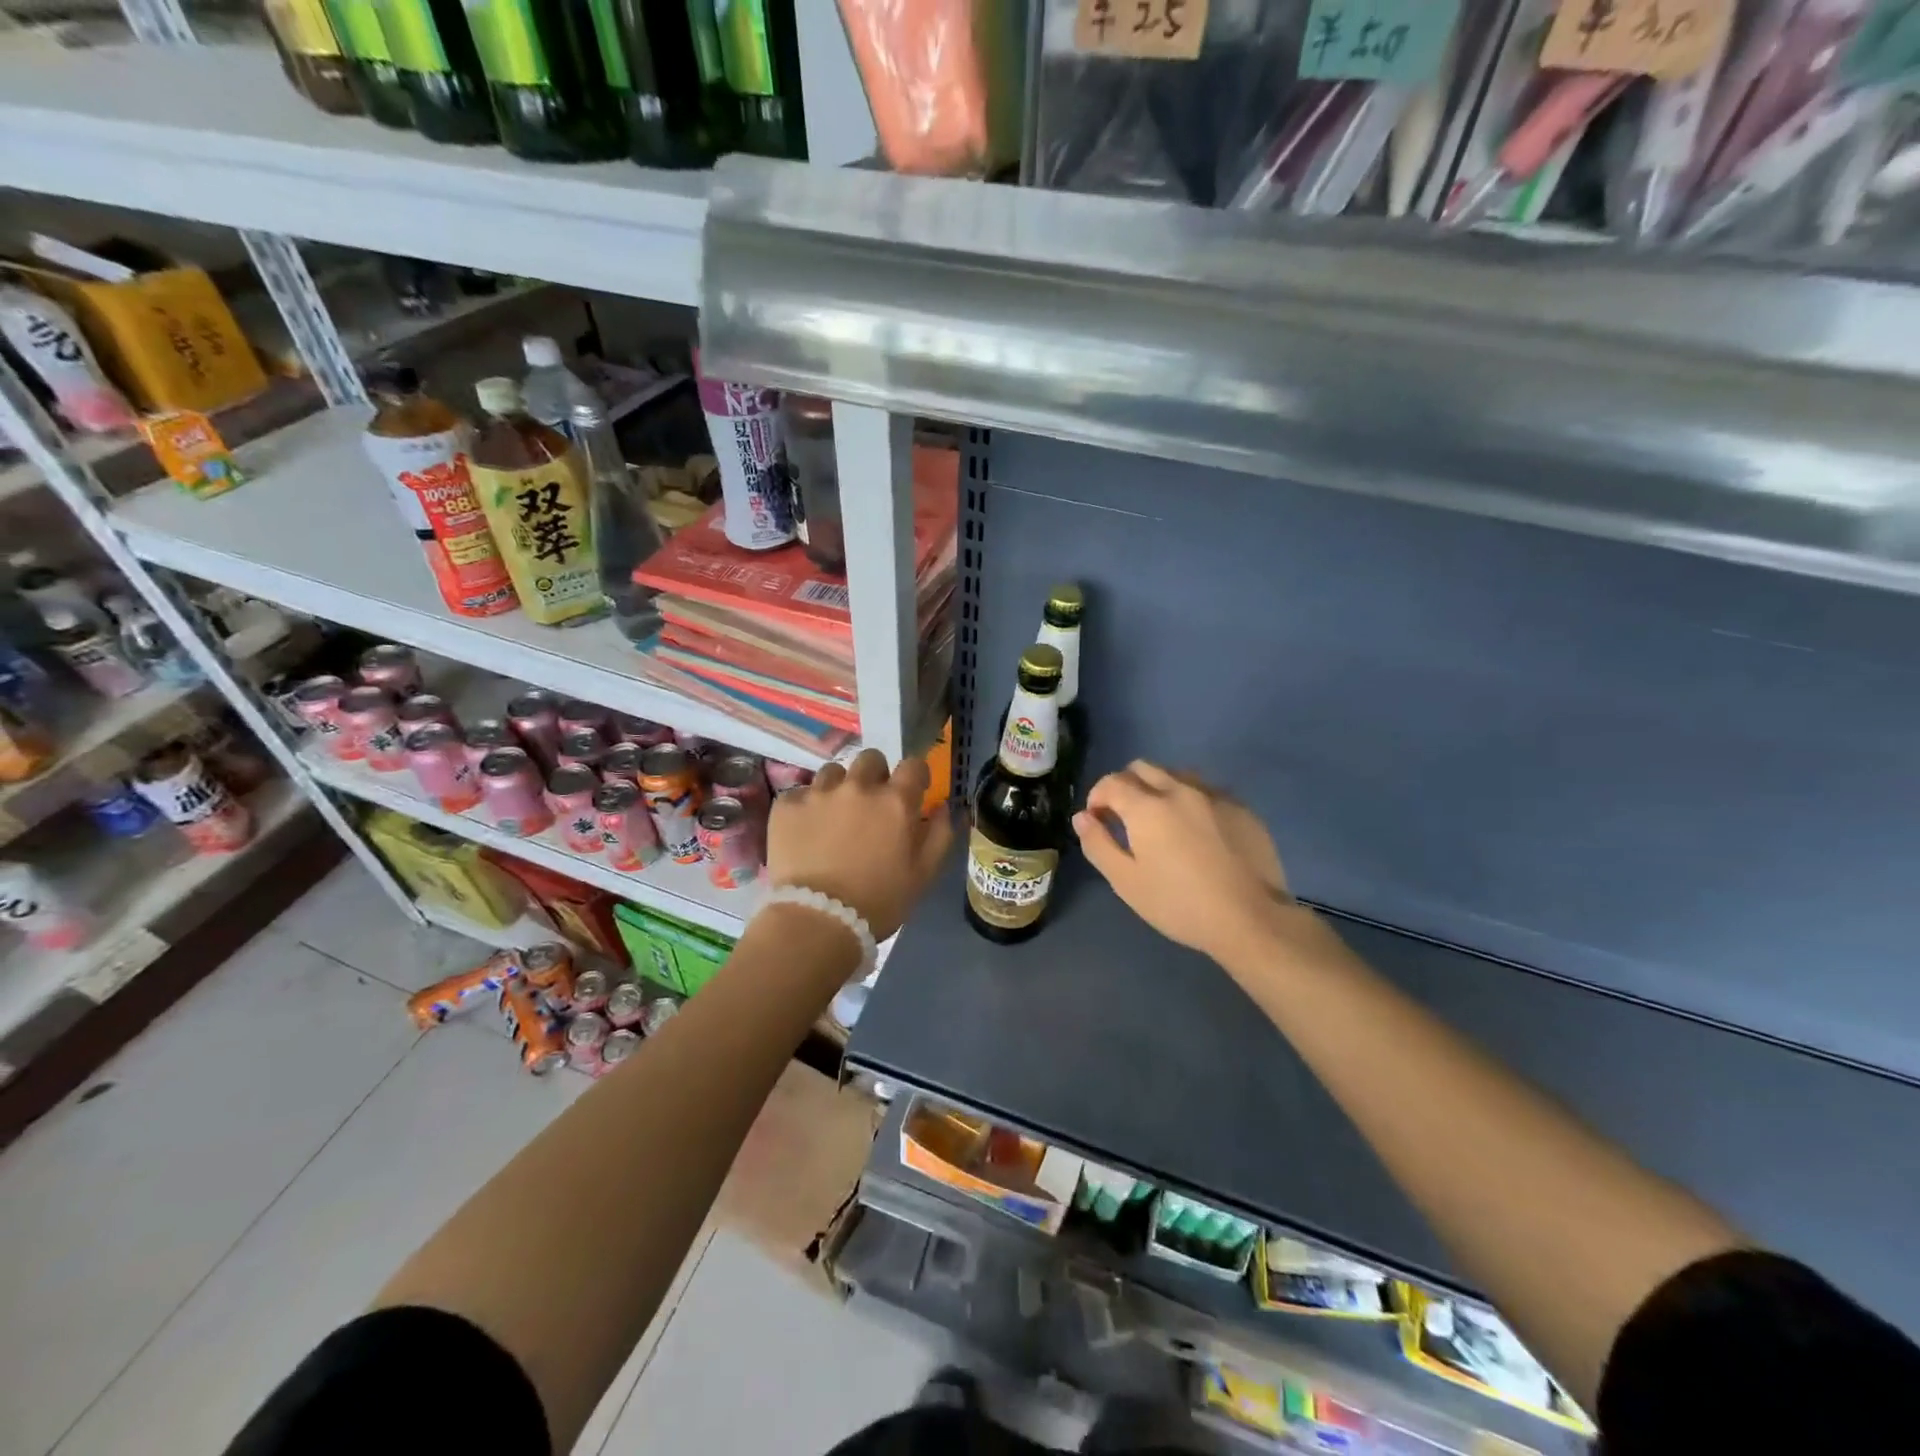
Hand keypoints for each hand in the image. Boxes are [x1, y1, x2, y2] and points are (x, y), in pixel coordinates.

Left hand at [767, 748, 954, 940]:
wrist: (817, 921)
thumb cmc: (879, 901)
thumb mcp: (924, 873)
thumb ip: (940, 834)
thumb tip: (945, 806)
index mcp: (895, 800)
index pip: (913, 765)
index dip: (914, 776)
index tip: (912, 792)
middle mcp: (858, 786)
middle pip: (871, 759)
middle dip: (875, 776)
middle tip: (871, 805)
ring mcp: (819, 792)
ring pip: (833, 772)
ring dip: (839, 788)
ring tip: (834, 816)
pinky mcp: (787, 806)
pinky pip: (800, 793)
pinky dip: (806, 807)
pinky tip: (806, 831)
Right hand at [1073, 761, 1290, 963]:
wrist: (1251, 919)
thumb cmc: (1179, 905)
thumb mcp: (1126, 882)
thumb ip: (1098, 844)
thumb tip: (1082, 817)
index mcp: (1147, 806)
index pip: (1111, 782)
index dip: (1097, 798)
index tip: (1098, 821)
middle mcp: (1180, 789)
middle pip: (1143, 768)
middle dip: (1126, 786)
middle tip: (1126, 819)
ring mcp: (1215, 796)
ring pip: (1177, 774)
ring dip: (1160, 788)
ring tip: (1162, 822)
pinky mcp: (1242, 808)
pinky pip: (1207, 791)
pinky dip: (1191, 801)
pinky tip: (1198, 832)